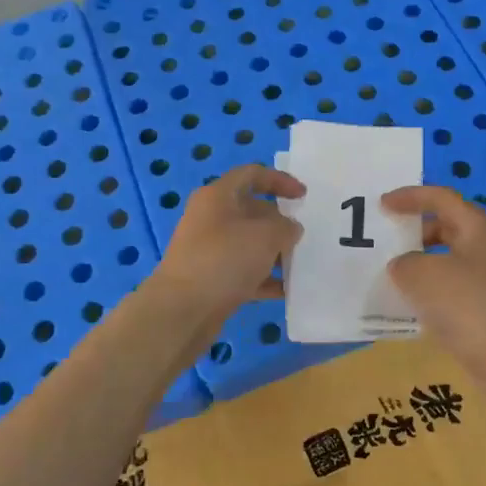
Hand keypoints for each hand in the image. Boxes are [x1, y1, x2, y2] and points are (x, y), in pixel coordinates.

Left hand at [151, 165, 304, 323]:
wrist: (182, 310)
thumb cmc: (225, 259)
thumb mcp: (266, 236)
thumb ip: (286, 227)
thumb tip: (289, 229)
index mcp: (218, 196)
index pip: (252, 175)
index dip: (280, 180)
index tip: (303, 197)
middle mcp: (210, 218)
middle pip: (251, 210)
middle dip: (279, 222)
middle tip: (303, 236)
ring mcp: (208, 250)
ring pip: (248, 243)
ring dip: (274, 252)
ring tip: (299, 264)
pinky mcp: (210, 278)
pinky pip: (243, 272)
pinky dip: (264, 278)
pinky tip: (285, 290)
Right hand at [382, 186, 485, 358]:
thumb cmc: (467, 305)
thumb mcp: (422, 275)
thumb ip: (404, 263)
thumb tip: (404, 267)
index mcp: (478, 227)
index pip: (441, 198)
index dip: (410, 197)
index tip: (381, 205)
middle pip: (446, 225)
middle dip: (414, 229)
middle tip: (386, 238)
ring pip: (447, 258)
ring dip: (419, 261)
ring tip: (391, 272)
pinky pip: (451, 286)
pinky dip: (429, 288)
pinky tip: (409, 303)